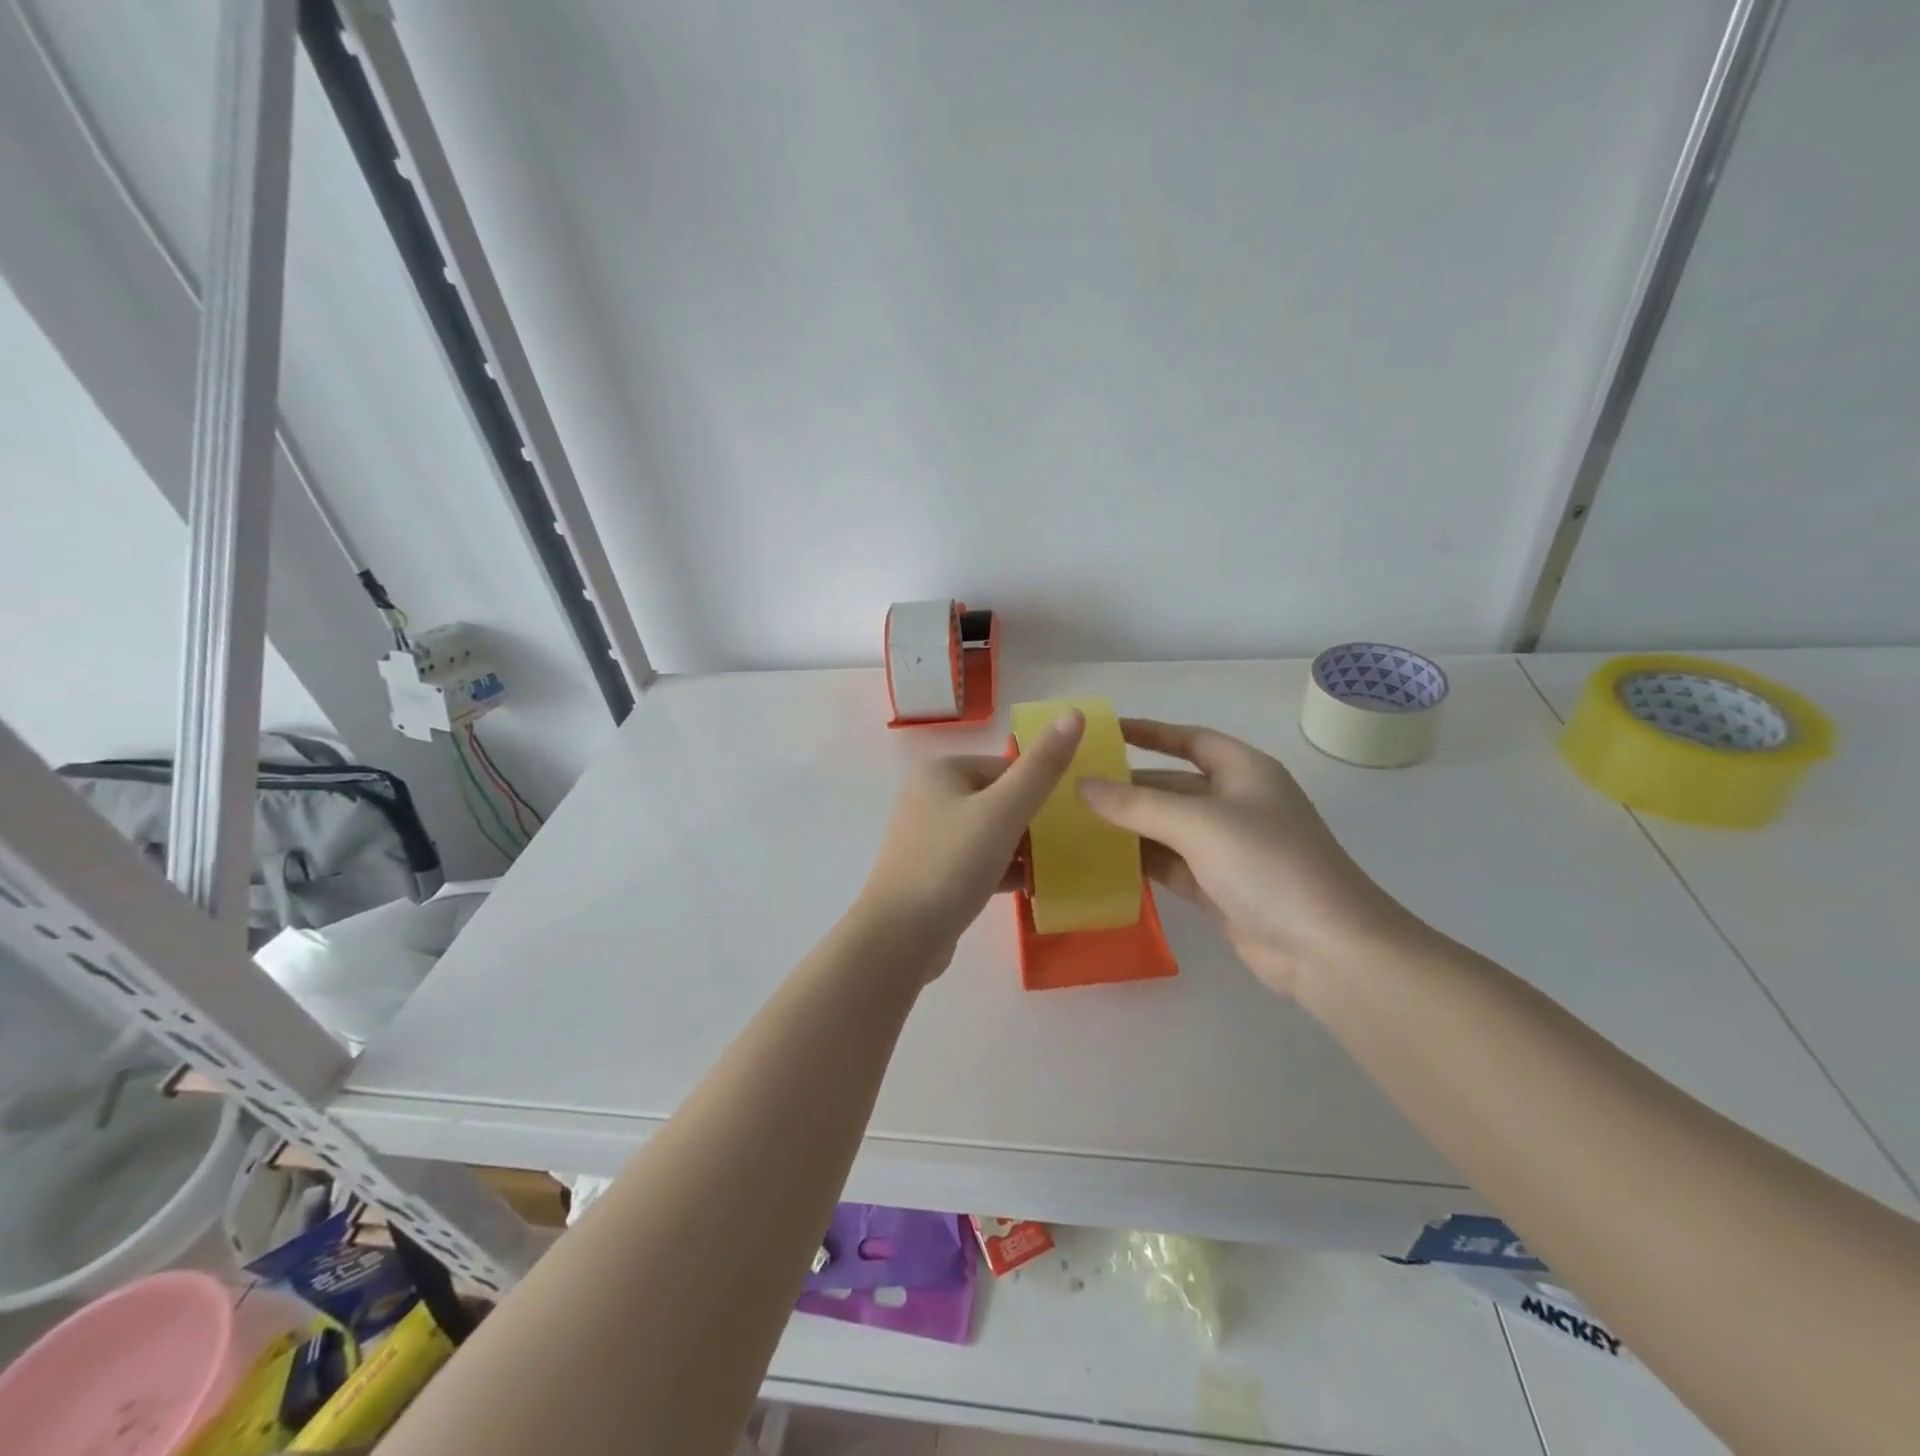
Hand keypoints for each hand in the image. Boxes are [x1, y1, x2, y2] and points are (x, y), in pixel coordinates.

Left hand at [857, 709, 1086, 977]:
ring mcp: (928, 838)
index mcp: (942, 772)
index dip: (1040, 790)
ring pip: (989, 834)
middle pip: (998, 800)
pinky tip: (1031, 889)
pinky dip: (1002, 871)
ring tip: (1057, 868)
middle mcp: (929, 798)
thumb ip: (1041, 767)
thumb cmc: (951, 865)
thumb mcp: (1003, 812)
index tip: (1072, 817)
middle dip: (1033, 823)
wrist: (900, 938)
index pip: (1005, 768)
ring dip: (1021, 849)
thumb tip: (1075, 713)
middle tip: (1069, 846)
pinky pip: (977, 862)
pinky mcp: (932, 873)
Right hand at [1079, 719, 1423, 998]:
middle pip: (1173, 786)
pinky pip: (1172, 865)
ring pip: (1168, 828)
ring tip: (1076, 824)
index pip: (1190, 739)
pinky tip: (1103, 862)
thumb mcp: (1198, 824)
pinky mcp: (1220, 887)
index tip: (1105, 732)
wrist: (1326, 948)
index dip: (1150, 732)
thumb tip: (1082, 786)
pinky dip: (1142, 862)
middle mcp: (1237, 803)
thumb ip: (1136, 804)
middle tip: (1074, 787)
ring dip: (1130, 827)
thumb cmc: (1268, 864)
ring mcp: (1230, 848)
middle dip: (1128, 786)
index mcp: (1244, 772)